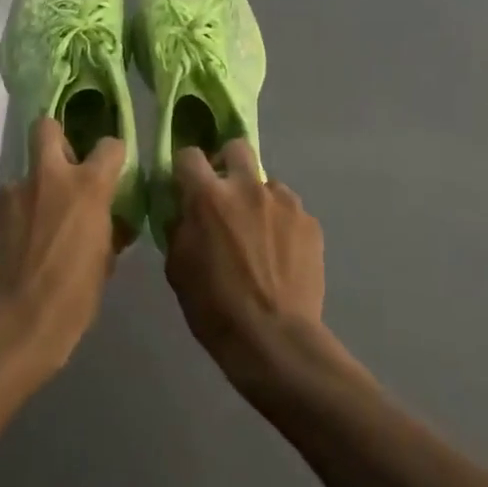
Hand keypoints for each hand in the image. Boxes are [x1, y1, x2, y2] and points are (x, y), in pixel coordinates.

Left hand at [0, 117, 124, 376]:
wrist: (14, 326)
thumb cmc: (72, 299)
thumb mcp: (104, 263)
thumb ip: (107, 230)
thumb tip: (110, 220)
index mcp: (86, 187)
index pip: (109, 146)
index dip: (111, 155)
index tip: (108, 170)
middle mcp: (47, 177)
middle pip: (46, 127)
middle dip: (53, 138)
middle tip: (57, 168)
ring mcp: (9, 191)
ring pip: (21, 182)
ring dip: (27, 200)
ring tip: (24, 238)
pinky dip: (4, 223)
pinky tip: (4, 252)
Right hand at [164, 142, 329, 393]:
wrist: (274, 339)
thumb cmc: (215, 307)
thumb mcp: (178, 268)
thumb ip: (179, 227)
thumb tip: (183, 211)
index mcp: (208, 196)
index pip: (189, 155)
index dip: (184, 168)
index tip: (185, 185)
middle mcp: (247, 187)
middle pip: (236, 147)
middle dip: (227, 163)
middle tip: (225, 194)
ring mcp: (283, 201)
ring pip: (266, 182)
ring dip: (258, 199)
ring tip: (259, 235)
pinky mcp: (309, 221)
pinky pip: (289, 211)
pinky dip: (282, 224)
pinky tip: (281, 255)